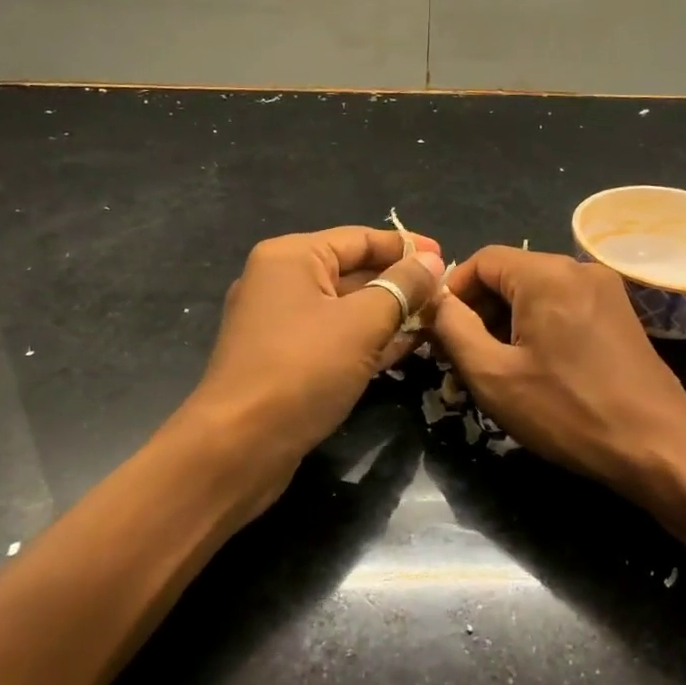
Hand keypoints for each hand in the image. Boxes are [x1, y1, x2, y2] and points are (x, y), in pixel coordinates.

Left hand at [186, 226, 444, 510]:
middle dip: (400, 284)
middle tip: (446, 296)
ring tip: (436, 321)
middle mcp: (281, 281)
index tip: (446, 258)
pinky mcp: (284, 359)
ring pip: (346, 308)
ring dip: (389, 314)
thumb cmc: (302, 370)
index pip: (359, 238)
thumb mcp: (362, 323)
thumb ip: (402, 288)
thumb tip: (431, 261)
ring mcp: (280, 323)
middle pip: (352, 271)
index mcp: (292, 257)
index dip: (405, 247)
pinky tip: (406, 348)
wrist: (238, 446)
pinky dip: (368, 340)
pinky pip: (335, 337)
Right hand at [429, 246, 685, 502]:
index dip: (452, 292)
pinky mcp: (621, 315)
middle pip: (510, 275)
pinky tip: (534, 370)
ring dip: (507, 324)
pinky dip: (538, 329)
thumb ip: (453, 328)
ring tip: (495, 371)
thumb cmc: (568, 411)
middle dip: (479, 312)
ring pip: (536, 294)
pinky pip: (564, 308)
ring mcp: (606, 290)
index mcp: (547, 273)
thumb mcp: (494, 375)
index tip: (438, 332)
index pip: (481, 260)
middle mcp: (579, 268)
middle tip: (461, 358)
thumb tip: (436, 301)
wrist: (659, 448)